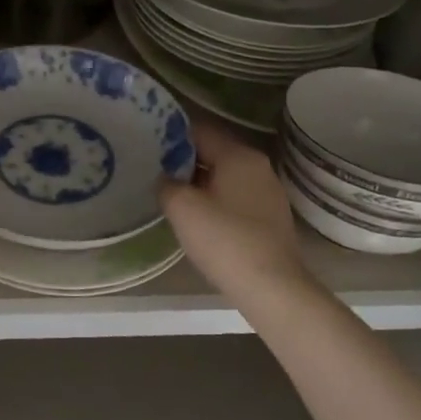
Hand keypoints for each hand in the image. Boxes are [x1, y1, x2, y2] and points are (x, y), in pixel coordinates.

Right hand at [159, 120, 309, 300]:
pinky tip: (201, 220)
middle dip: (184, 161)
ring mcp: (269, 192)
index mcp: (239, 155)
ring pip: (225, 176)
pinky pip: (237, 197)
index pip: (200, 131)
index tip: (148, 146)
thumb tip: (165, 179)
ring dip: (200, 183)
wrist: (272, 289)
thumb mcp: (182, 208)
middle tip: (155, 172)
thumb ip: (166, 184)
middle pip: (214, 152)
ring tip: (173, 196)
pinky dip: (217, 201)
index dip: (171, 136)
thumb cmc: (225, 240)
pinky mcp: (271, 217)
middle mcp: (258, 166)